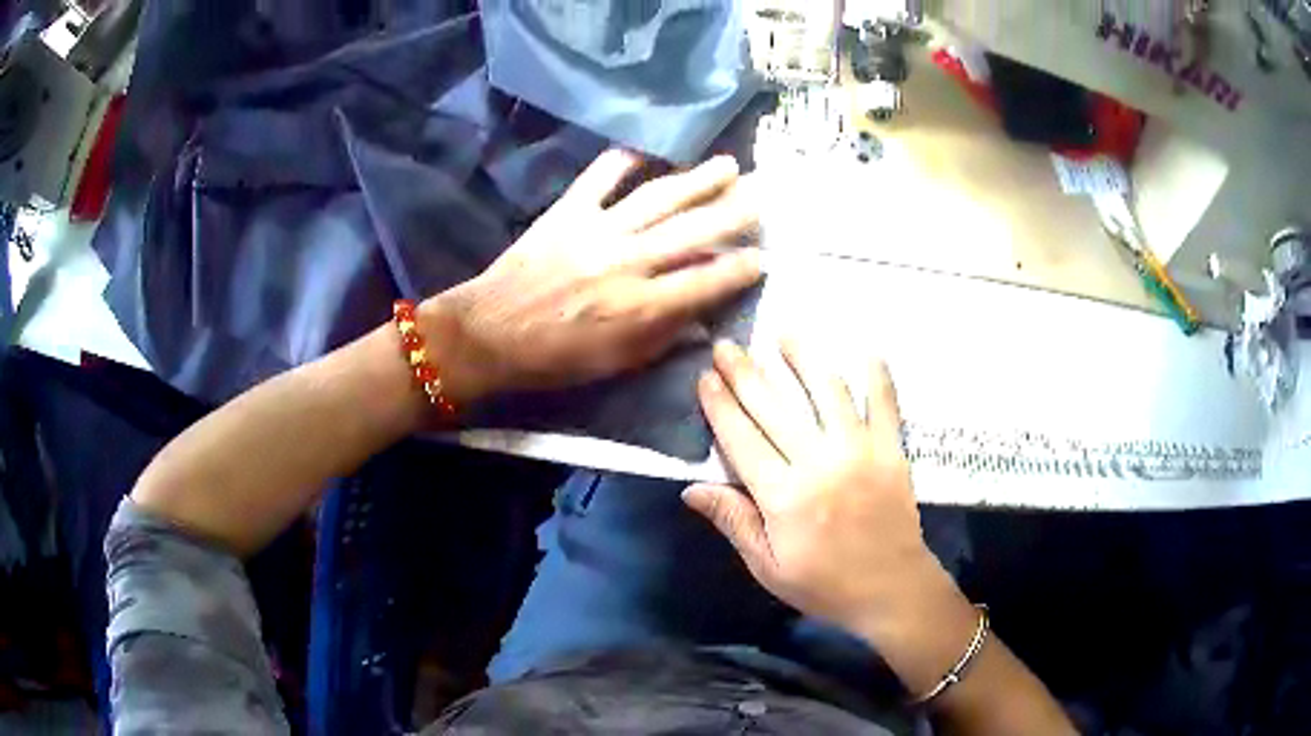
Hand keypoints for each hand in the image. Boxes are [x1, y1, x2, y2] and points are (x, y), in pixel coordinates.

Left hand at [422, 149, 761, 403]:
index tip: (764, 257)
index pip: (707, 282)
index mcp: (640, 307)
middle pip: (693, 230)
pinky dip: (624, 160)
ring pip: (659, 197)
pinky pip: (601, 177)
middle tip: (763, 196)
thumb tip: (703, 319)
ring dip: (697, 179)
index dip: (741, 269)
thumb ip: (663, 338)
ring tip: (728, 165)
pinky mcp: (568, 211)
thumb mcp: (616, 364)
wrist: (489, 334)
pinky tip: (648, 151)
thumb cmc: (554, 358)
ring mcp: (597, 230)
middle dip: (735, 212)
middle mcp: (628, 262)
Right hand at [685, 340, 977, 693]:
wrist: (891, 590)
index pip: (742, 438)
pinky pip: (884, 404)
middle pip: (775, 407)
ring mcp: (860, 451)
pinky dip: (877, 376)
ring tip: (785, 334)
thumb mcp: (768, 566)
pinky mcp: (891, 450)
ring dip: (804, 359)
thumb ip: (734, 522)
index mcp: (783, 496)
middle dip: (747, 373)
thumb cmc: (824, 584)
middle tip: (727, 345)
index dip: (720, 405)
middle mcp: (819, 462)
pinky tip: (866, 350)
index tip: (705, 377)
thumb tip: (691, 488)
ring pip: (827, 392)